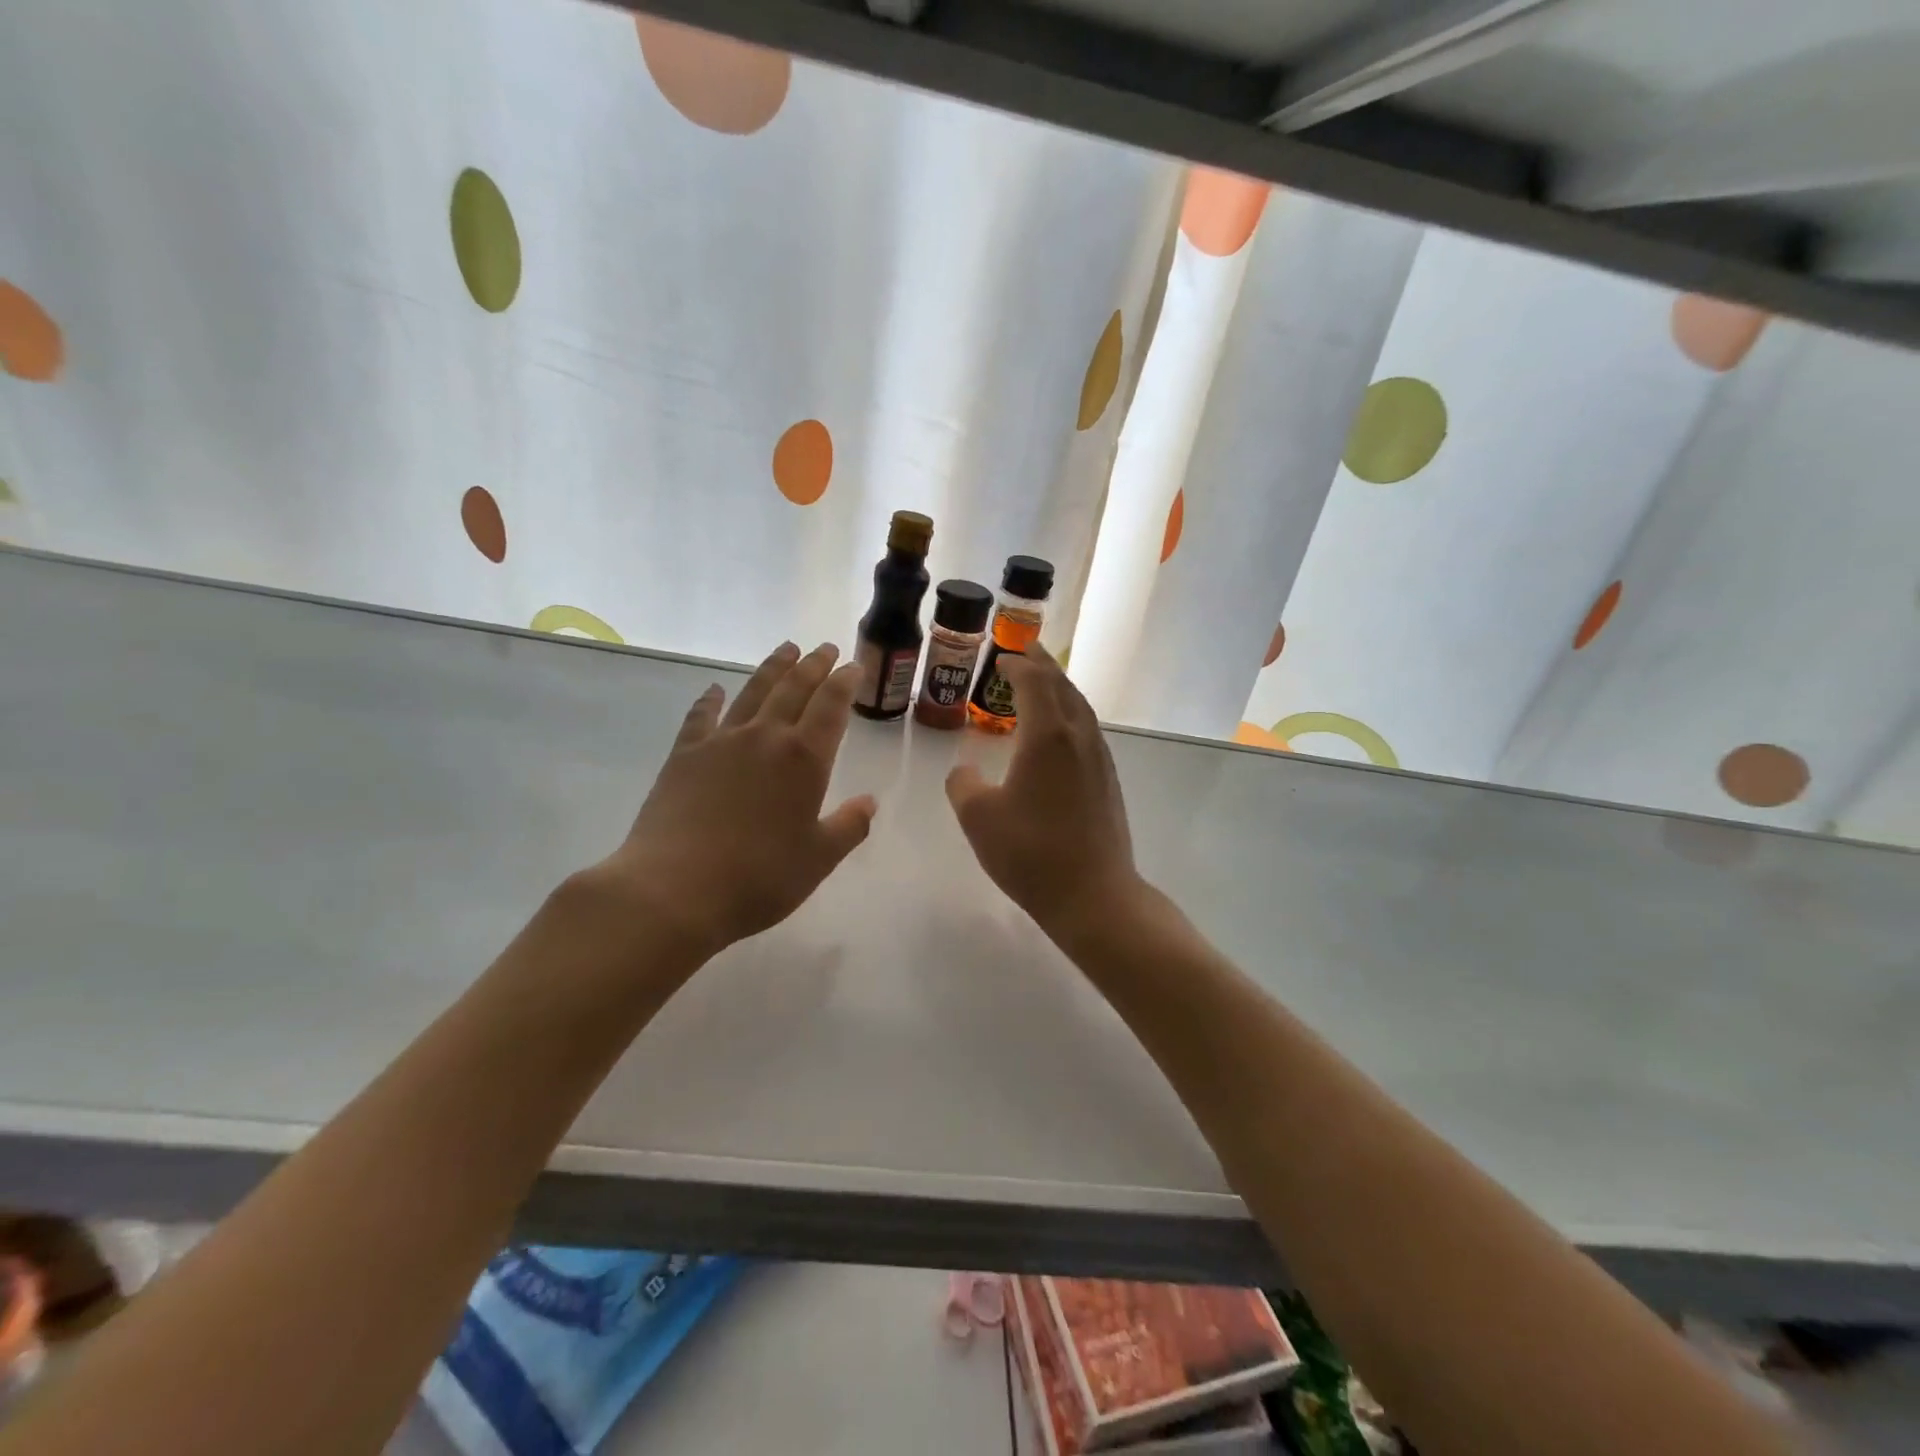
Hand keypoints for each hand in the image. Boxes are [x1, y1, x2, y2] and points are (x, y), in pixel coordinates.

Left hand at [585, 642, 876, 963]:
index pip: (831, 706)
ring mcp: (720, 742)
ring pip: (753, 692)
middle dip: (813, 666)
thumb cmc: (759, 878)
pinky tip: (714, 689)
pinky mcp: (683, 755)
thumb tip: (869, 802)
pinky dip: (710, 699)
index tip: (853, 666)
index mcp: (804, 759)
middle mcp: (765, 738)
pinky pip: (701, 716)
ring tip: (786, 649)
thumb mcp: (818, 859)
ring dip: (772, 668)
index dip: (845, 683)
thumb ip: (848, 826)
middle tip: (825, 648)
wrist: (675, 890)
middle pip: (794, 688)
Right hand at [944, 644, 1140, 937]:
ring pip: (1080, 708)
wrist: (1093, 894)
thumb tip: (964, 770)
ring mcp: (1098, 759)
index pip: (1034, 682)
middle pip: (1063, 687)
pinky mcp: (1107, 781)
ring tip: (1044, 682)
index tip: (1001, 657)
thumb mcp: (978, 818)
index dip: (1017, 665)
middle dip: (1043, 665)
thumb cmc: (1031, 852)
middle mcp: (1078, 737)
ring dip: (1060, 688)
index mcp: (1048, 736)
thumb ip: (963, 784)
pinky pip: (1087, 730)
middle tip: (1027, 649)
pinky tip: (1061, 731)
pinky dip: (1070, 714)